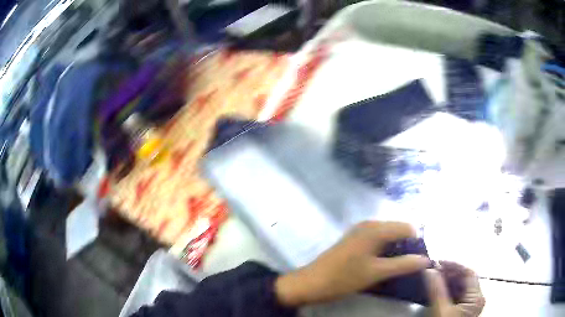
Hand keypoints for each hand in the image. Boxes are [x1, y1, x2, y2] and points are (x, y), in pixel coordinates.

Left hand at [275, 221, 429, 305]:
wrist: (310, 283)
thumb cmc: (343, 278)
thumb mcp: (376, 273)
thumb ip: (403, 265)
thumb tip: (426, 260)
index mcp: (376, 229)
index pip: (407, 227)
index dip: (418, 242)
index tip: (421, 259)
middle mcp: (369, 224)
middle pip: (398, 229)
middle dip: (408, 245)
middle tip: (412, 265)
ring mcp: (360, 231)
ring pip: (388, 235)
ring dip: (397, 248)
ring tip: (401, 266)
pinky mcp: (354, 240)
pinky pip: (377, 240)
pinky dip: (386, 249)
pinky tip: (386, 263)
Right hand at [425, 262, 485, 316]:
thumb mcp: (440, 311)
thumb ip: (436, 290)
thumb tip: (430, 270)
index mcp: (476, 297)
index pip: (468, 273)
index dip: (454, 265)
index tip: (437, 263)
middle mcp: (476, 299)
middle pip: (465, 279)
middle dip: (449, 273)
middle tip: (433, 271)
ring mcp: (469, 305)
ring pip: (460, 287)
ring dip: (447, 281)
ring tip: (433, 279)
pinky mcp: (462, 311)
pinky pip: (456, 295)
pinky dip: (447, 291)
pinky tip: (437, 290)